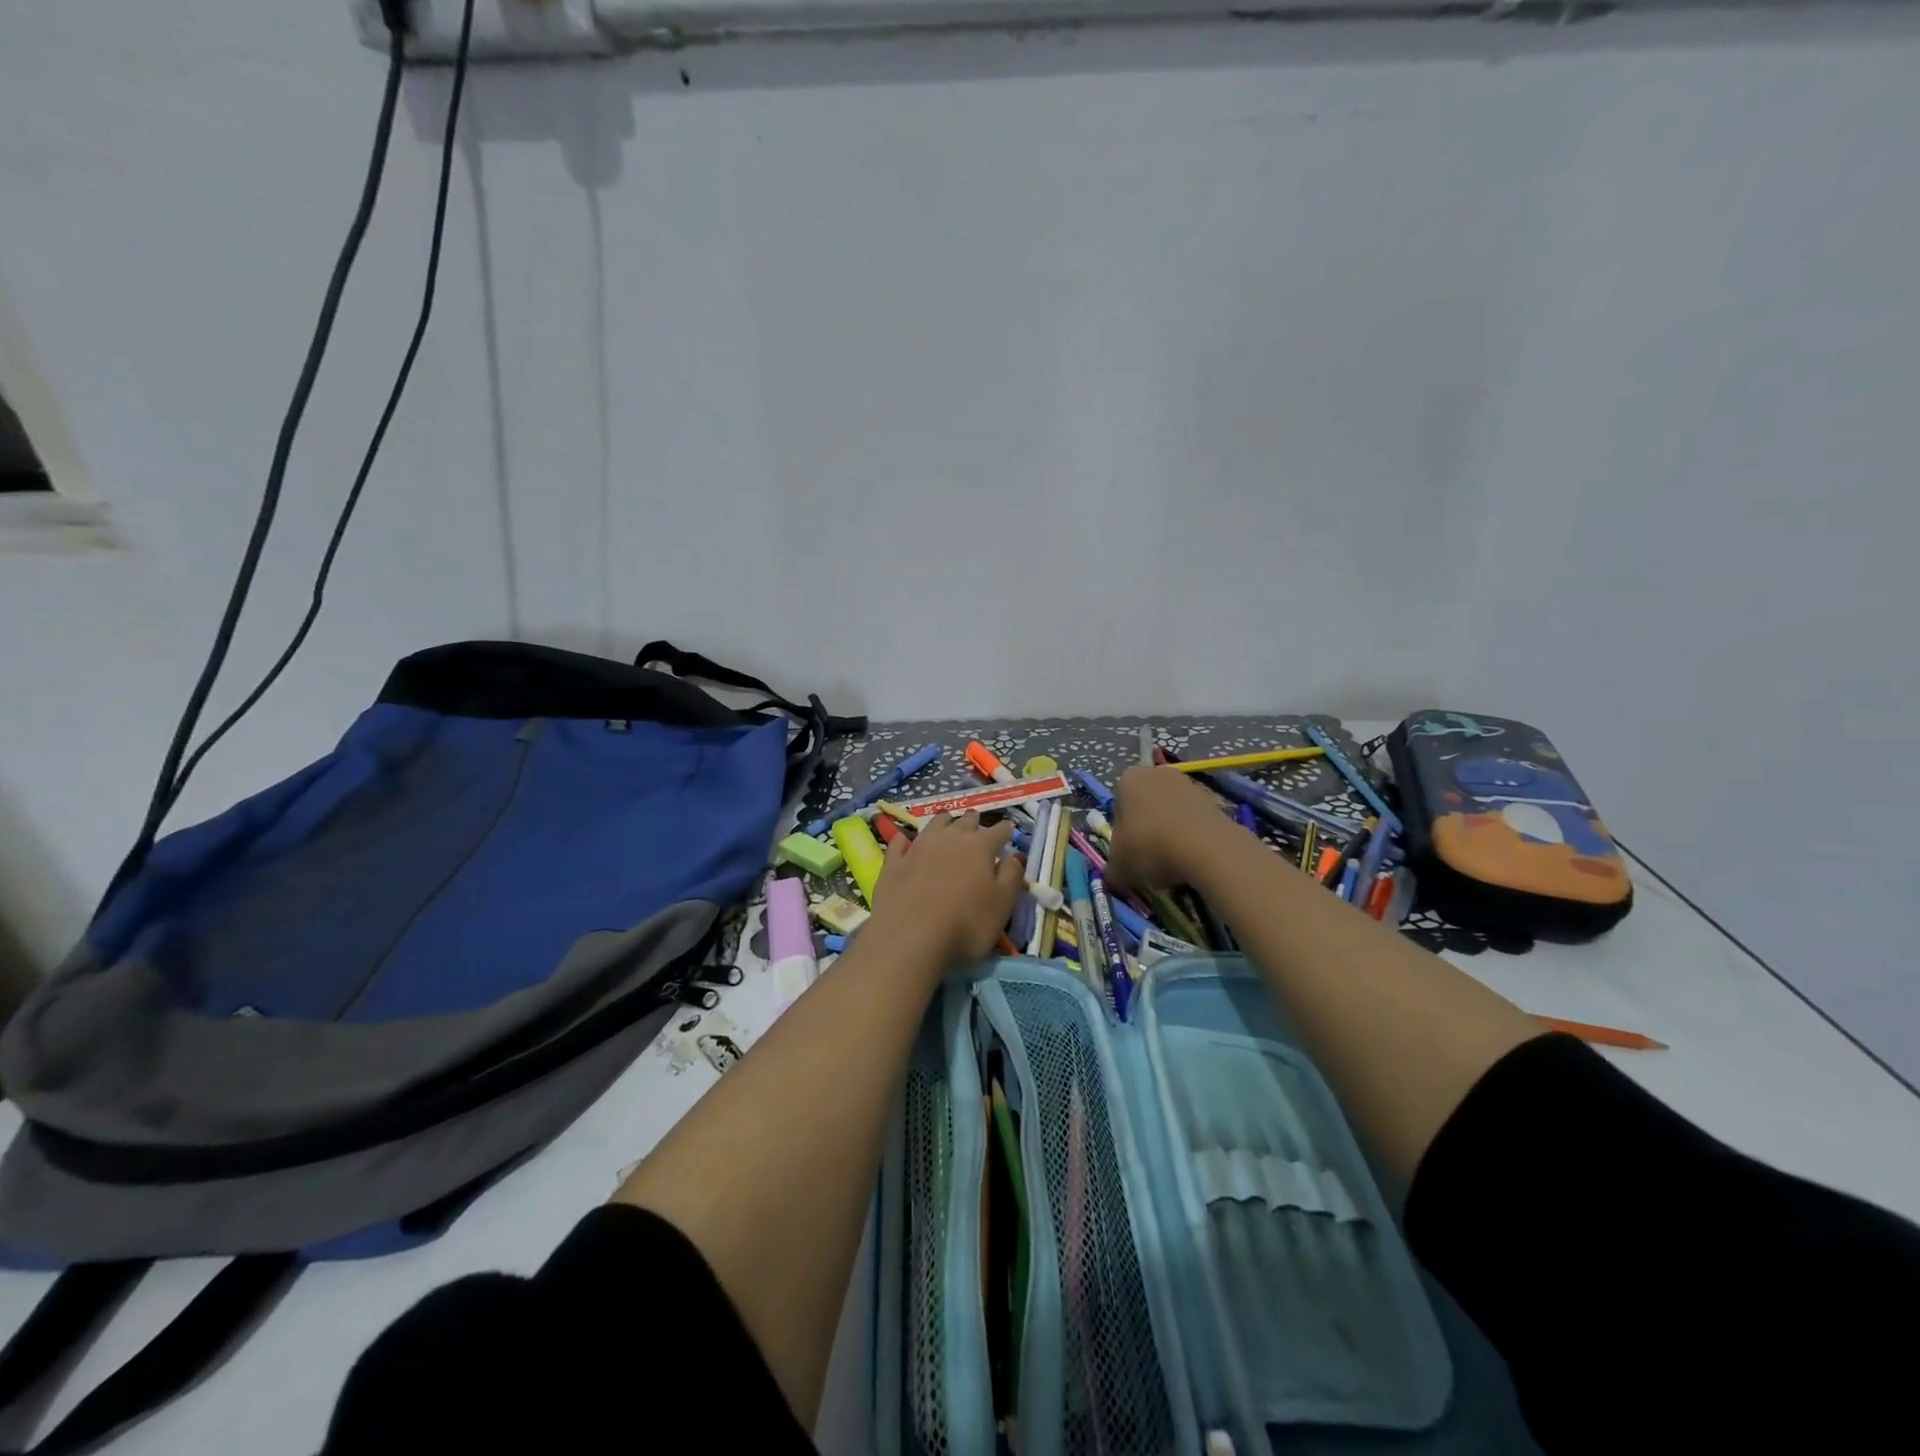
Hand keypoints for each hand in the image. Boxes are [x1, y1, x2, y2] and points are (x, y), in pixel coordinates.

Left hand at [869, 812, 1024, 970]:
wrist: (909, 937)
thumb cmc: (966, 924)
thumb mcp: (1001, 905)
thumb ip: (1011, 876)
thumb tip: (1015, 855)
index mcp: (980, 847)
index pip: (998, 831)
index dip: (1005, 830)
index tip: (1009, 828)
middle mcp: (949, 839)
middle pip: (965, 822)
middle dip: (973, 820)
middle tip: (976, 820)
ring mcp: (918, 847)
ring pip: (934, 824)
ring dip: (943, 821)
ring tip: (947, 820)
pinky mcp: (893, 862)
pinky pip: (900, 843)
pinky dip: (906, 840)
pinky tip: (905, 841)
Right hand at [1105, 766, 1234, 893]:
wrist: (1205, 847)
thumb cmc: (1149, 846)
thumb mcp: (1118, 866)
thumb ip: (1112, 869)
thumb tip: (1115, 877)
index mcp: (1128, 779)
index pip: (1117, 806)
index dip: (1121, 833)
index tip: (1127, 854)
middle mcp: (1157, 773)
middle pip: (1146, 807)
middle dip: (1146, 831)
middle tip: (1148, 860)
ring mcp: (1189, 784)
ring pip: (1171, 814)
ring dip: (1169, 836)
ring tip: (1173, 864)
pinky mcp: (1214, 800)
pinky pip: (1193, 822)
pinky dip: (1191, 839)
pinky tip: (1192, 860)